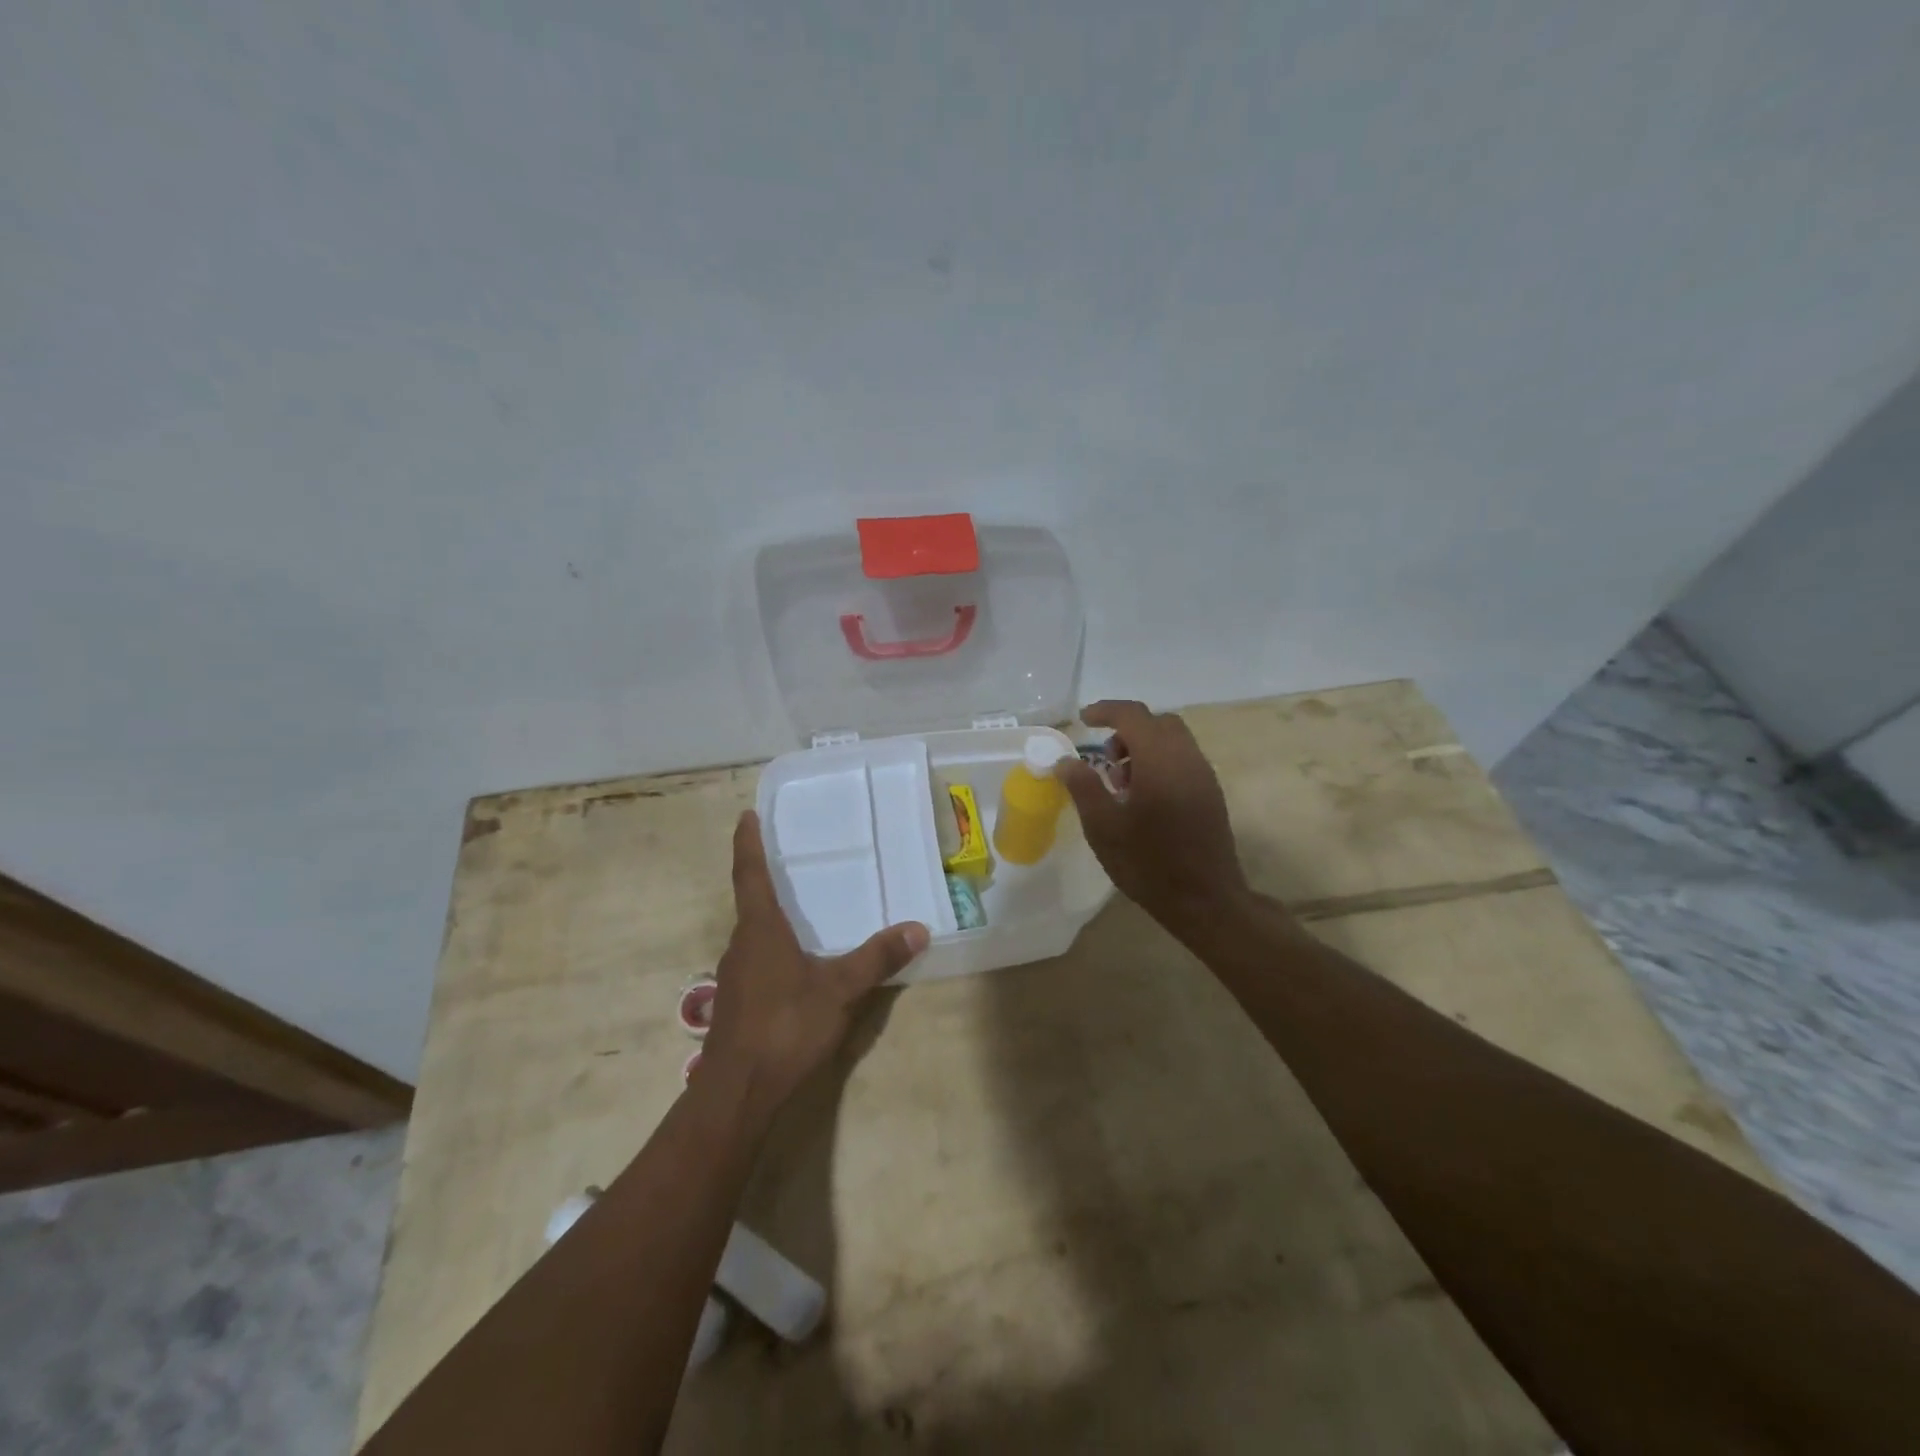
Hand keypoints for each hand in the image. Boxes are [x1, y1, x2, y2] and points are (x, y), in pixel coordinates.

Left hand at [702, 812, 927, 1119]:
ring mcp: (735, 976)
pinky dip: (774, 948)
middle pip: (751, 903)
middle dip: (765, 879)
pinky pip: (757, 960)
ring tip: (799, 908)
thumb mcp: (839, 990)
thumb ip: (877, 959)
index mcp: (760, 930)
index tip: (745, 815)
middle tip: (789, 859)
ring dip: (771, 917)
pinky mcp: (737, 1002)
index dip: (748, 844)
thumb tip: (918, 928)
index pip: (750, 874)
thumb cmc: (784, 1027)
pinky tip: (796, 963)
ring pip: (754, 935)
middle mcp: (742, 945)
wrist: (737, 1092)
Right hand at [1056, 700, 1250, 939]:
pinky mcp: (1211, 794)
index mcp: (1159, 761)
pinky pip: (1183, 760)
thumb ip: (1083, 787)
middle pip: (1158, 723)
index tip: (1083, 720)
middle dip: (1127, 730)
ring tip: (1121, 783)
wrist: (1205, 900)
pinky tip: (1144, 798)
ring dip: (1144, 747)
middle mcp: (1187, 759)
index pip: (1133, 716)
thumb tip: (1066, 761)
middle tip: (1105, 758)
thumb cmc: (1148, 863)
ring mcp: (1203, 776)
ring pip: (1173, 740)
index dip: (1105, 711)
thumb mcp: (1104, 827)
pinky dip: (1160, 762)